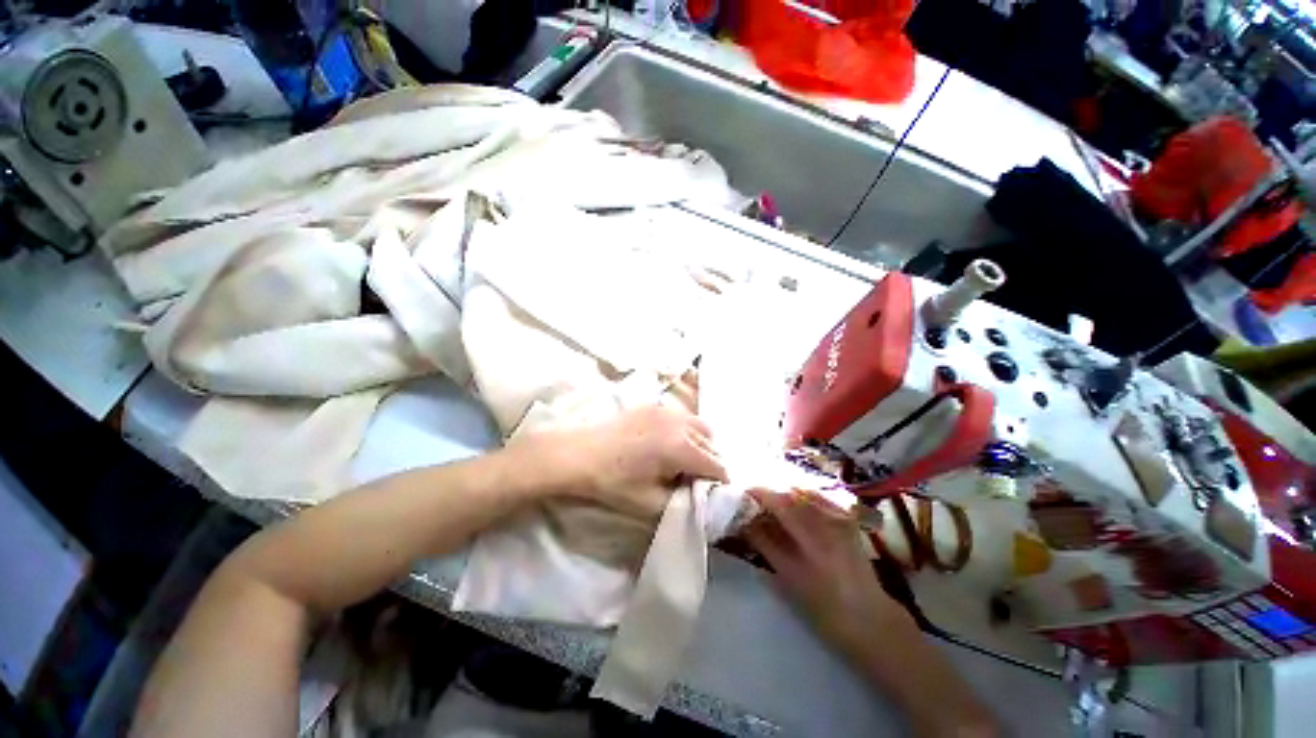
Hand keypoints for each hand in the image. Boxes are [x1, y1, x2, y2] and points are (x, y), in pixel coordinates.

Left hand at [521, 405, 727, 518]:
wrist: (579, 453)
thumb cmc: (613, 482)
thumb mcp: (650, 503)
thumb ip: (683, 501)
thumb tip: (701, 496)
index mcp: (682, 448)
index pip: (716, 465)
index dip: (719, 482)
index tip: (712, 494)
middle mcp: (680, 423)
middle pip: (711, 445)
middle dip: (710, 463)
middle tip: (696, 480)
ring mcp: (666, 410)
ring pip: (699, 427)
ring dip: (701, 444)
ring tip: (684, 460)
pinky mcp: (653, 405)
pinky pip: (682, 417)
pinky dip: (685, 430)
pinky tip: (668, 442)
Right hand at [744, 489, 909, 651]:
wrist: (870, 620)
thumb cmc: (824, 607)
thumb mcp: (789, 577)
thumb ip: (765, 544)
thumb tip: (743, 522)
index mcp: (812, 536)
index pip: (778, 501)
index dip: (757, 493)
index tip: (741, 494)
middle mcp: (828, 519)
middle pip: (790, 493)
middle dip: (769, 493)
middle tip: (752, 501)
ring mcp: (840, 516)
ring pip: (804, 493)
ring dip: (783, 495)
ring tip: (770, 504)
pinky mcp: (847, 519)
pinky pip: (818, 498)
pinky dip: (801, 497)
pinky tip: (793, 506)